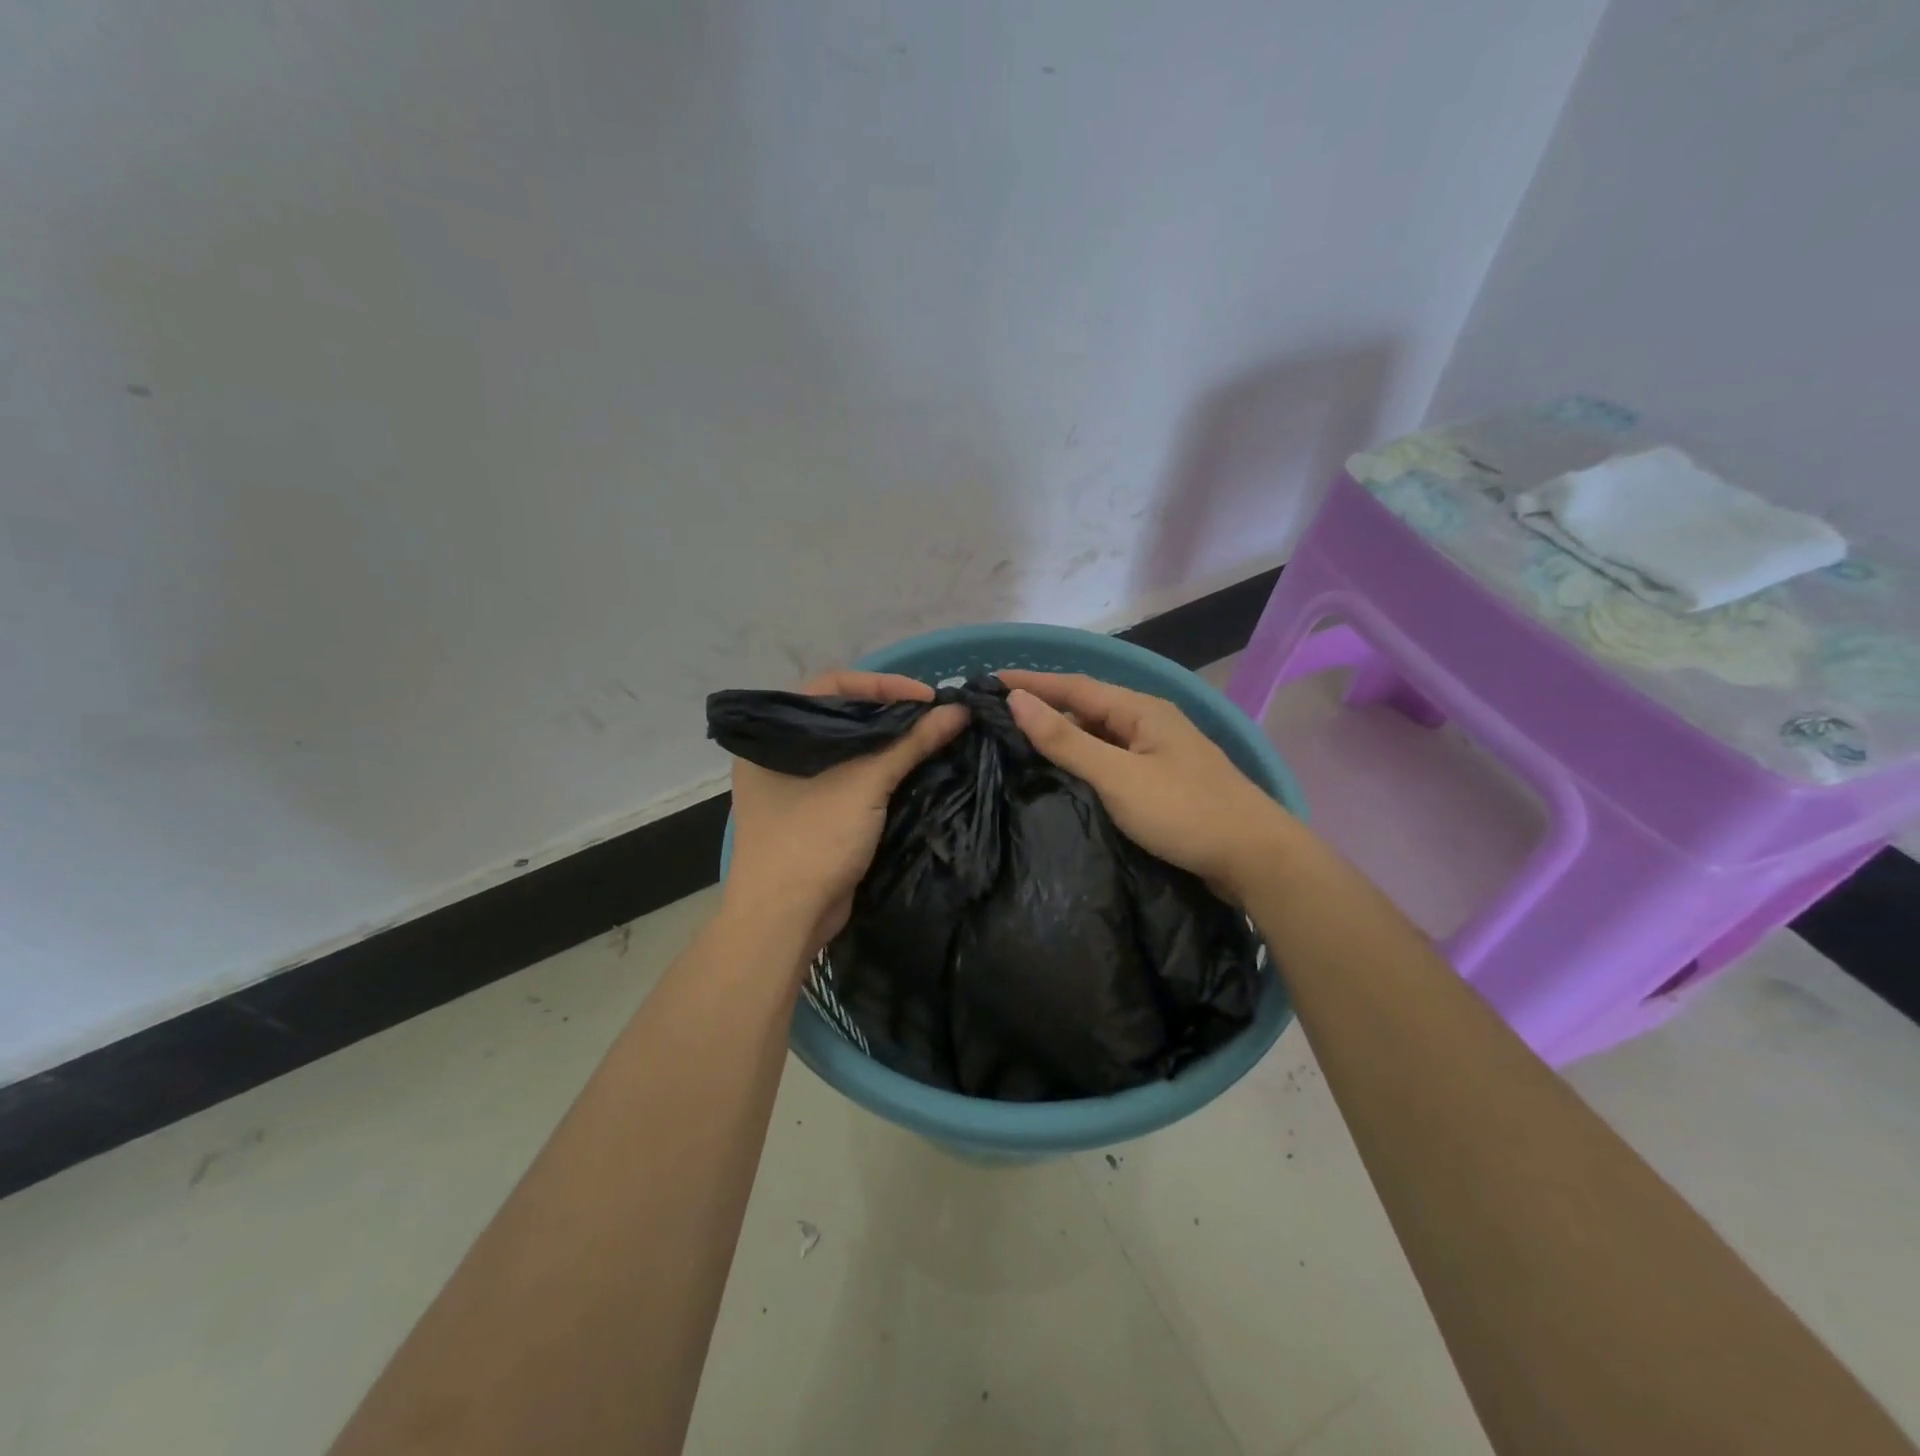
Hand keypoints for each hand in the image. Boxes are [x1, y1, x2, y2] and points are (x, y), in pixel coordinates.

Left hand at [723, 670, 967, 952]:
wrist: (784, 920)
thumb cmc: (812, 839)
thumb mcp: (864, 784)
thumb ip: (911, 743)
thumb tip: (959, 711)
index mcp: (773, 733)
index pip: (833, 685)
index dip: (883, 684)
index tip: (928, 696)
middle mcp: (779, 751)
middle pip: (843, 714)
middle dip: (890, 710)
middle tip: (934, 713)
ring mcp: (795, 782)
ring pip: (849, 746)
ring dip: (889, 740)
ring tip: (931, 733)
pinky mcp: (813, 809)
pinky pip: (850, 774)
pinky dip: (880, 767)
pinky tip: (913, 764)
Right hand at [1000, 670, 1297, 900]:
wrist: (1256, 859)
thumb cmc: (1185, 812)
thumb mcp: (1118, 776)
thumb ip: (1066, 740)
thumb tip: (1018, 701)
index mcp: (1141, 710)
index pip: (1074, 686)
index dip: (1032, 683)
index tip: (988, 683)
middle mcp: (1149, 723)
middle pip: (1087, 708)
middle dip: (1044, 708)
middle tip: (997, 717)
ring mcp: (1158, 753)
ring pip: (1099, 736)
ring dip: (1062, 736)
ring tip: (1018, 744)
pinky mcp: (1162, 783)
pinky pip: (1111, 761)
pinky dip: (1082, 762)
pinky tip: (1063, 775)